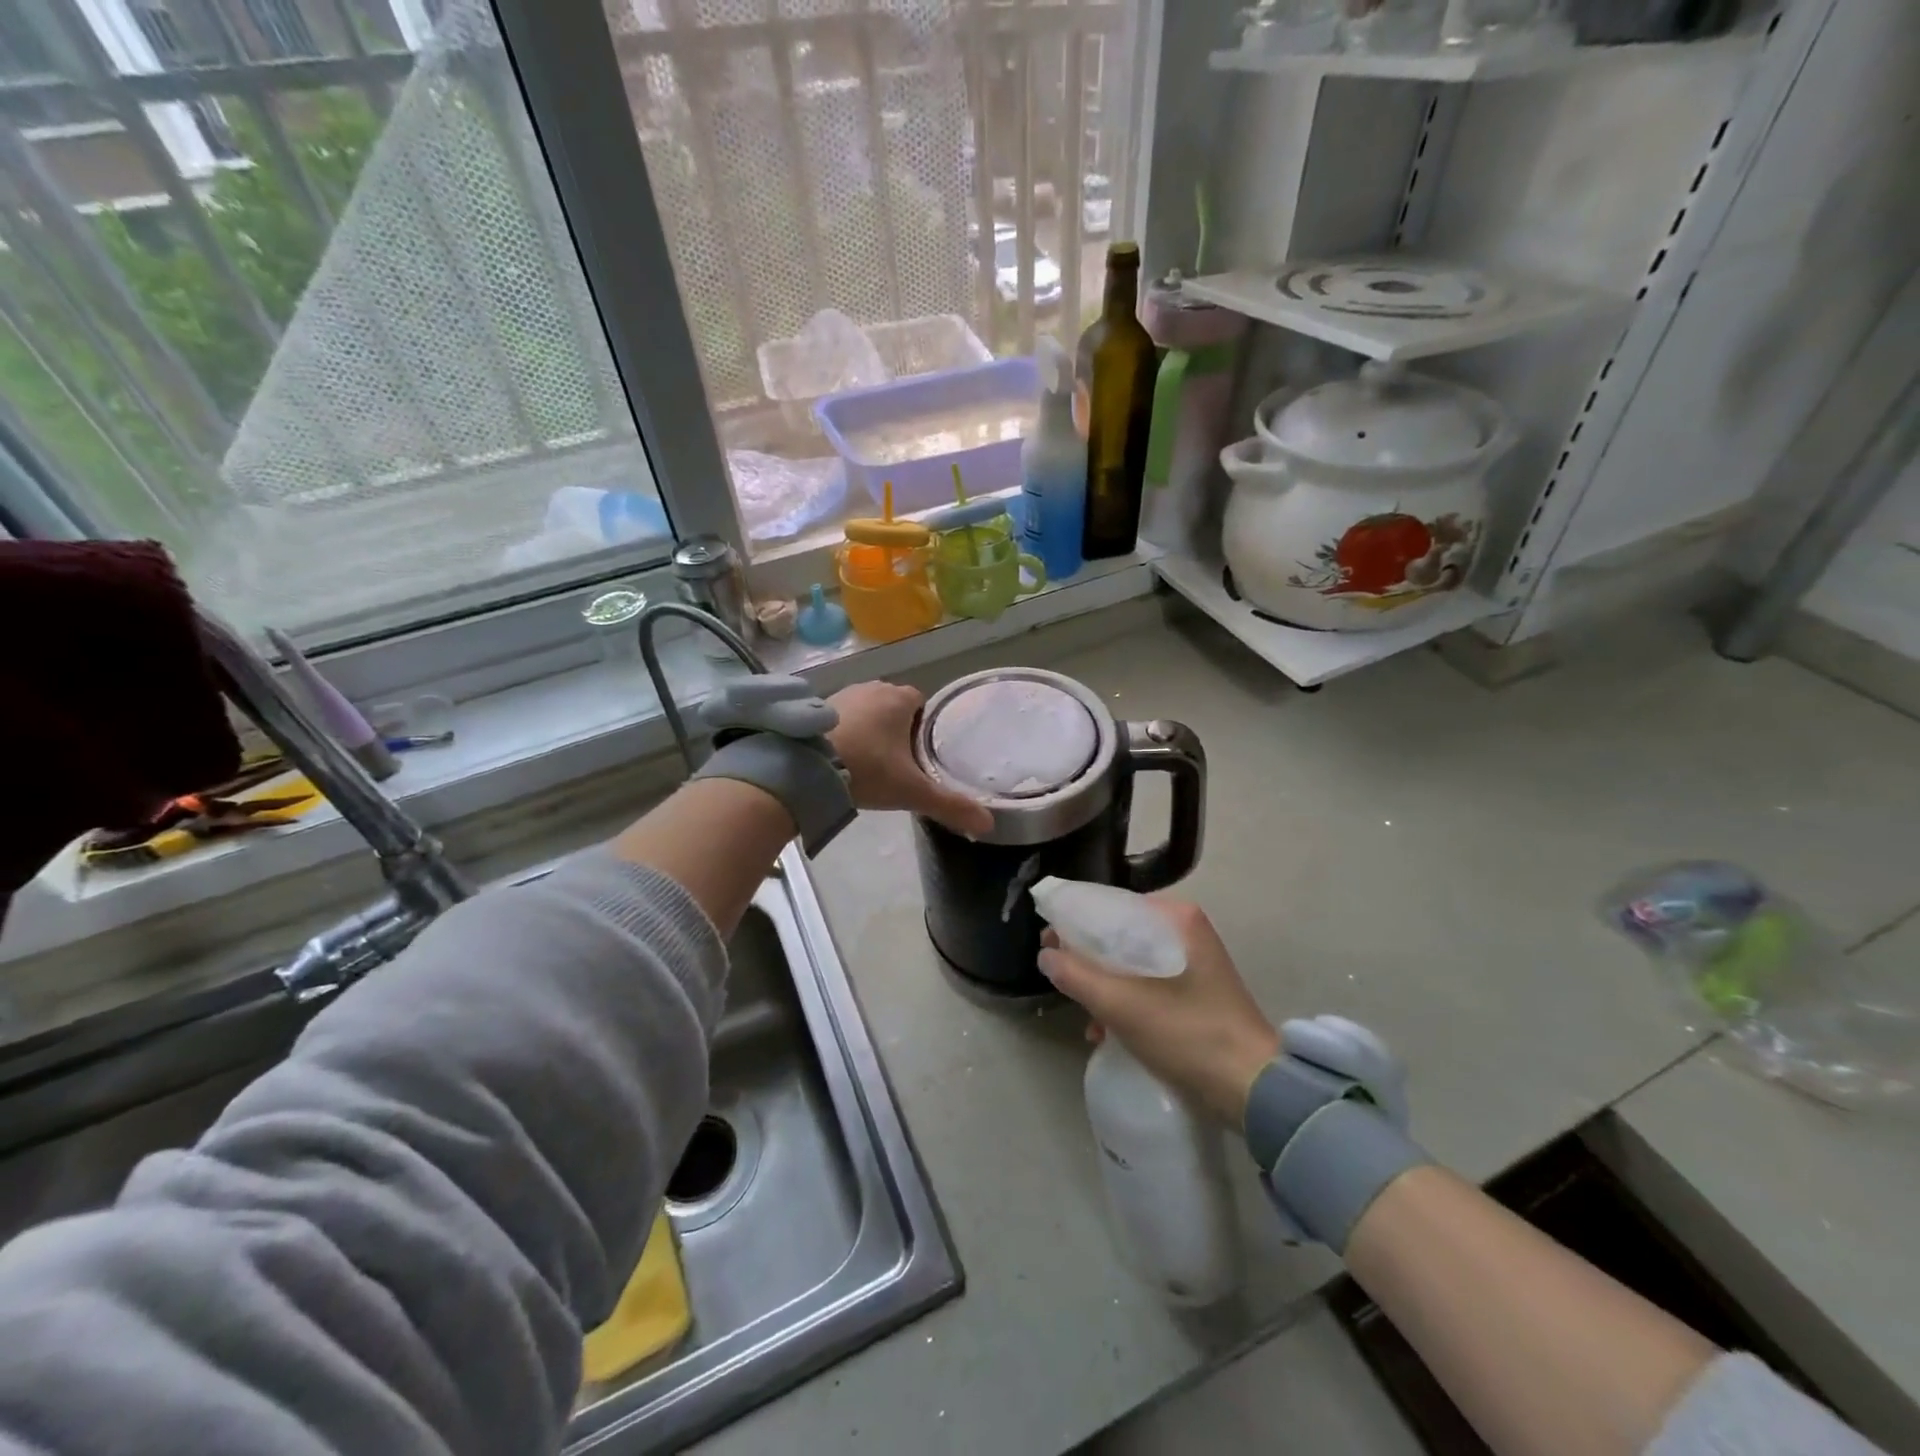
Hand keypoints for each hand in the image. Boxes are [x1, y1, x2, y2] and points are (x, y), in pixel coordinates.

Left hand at [826, 682, 994, 837]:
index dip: (925, 726)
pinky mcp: (817, 707)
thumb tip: (988, 823)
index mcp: (900, 699)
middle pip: (895, 704)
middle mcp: (873, 688)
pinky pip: (842, 716)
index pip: (922, 703)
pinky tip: (845, 756)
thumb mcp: (912, 792)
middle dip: (898, 727)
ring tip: (872, 761)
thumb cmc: (867, 770)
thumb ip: (950, 805)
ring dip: (871, 728)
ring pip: (868, 709)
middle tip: (899, 762)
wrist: (805, 768)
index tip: (922, 753)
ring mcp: (842, 695)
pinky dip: (847, 731)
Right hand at [1039, 898, 1280, 1127]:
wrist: (1253, 1089)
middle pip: (1119, 935)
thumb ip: (1076, 975)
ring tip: (1085, 1018)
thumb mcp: (1122, 1004)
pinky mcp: (1196, 991)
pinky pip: (1148, 983)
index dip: (1073, 923)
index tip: (1046, 942)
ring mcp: (1193, 962)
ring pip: (1131, 962)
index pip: (1110, 906)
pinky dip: (1125, 1001)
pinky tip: (1106, 1032)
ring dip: (1104, 987)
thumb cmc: (1187, 1034)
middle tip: (1059, 978)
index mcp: (1174, 917)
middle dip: (1087, 960)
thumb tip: (1045, 955)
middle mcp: (1185, 930)